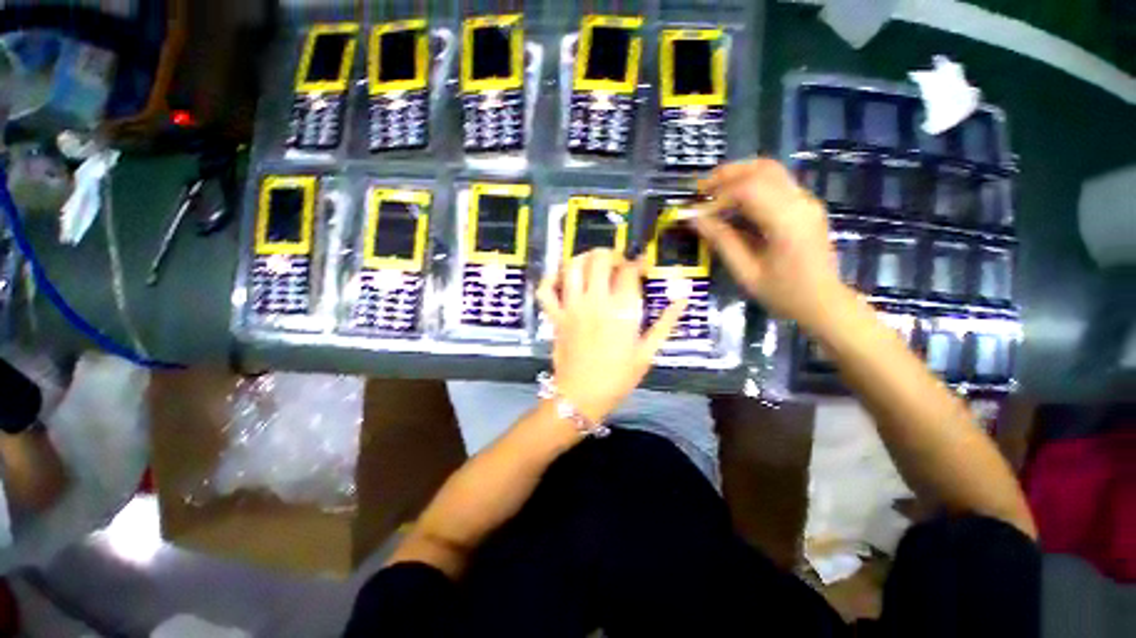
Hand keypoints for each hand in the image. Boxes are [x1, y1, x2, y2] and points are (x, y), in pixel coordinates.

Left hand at [537, 250, 686, 422]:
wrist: (582, 397)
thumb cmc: (618, 377)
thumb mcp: (647, 352)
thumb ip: (665, 323)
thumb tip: (683, 298)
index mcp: (621, 310)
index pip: (628, 270)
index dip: (637, 262)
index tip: (641, 265)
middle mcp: (595, 301)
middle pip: (599, 259)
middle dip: (610, 254)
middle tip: (617, 263)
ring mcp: (571, 307)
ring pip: (572, 267)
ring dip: (583, 258)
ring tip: (592, 264)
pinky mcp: (555, 316)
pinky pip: (545, 291)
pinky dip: (550, 279)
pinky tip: (561, 279)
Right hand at [691, 158, 848, 330]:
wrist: (824, 302)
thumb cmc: (784, 293)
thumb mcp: (746, 272)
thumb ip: (722, 241)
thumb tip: (695, 220)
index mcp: (787, 221)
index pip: (748, 189)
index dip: (718, 197)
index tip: (698, 215)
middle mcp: (800, 202)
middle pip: (762, 169)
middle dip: (727, 175)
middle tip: (701, 189)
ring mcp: (806, 201)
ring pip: (770, 171)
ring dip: (738, 176)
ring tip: (713, 191)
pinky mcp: (805, 205)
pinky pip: (776, 183)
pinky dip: (750, 185)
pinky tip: (733, 202)